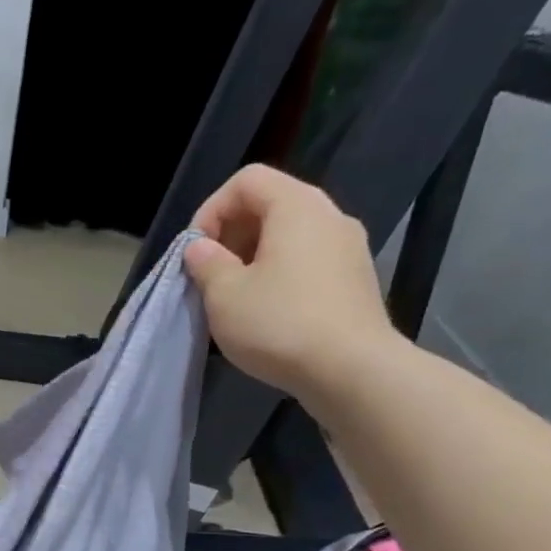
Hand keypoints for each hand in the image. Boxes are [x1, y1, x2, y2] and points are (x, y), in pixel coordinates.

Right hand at [182, 164, 397, 396]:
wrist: (352, 370)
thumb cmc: (279, 324)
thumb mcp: (224, 294)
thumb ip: (206, 263)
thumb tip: (201, 248)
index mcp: (297, 207)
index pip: (247, 180)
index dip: (211, 210)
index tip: (196, 252)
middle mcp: (329, 216)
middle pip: (271, 204)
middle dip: (231, 234)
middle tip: (210, 274)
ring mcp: (349, 247)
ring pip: (290, 235)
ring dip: (253, 257)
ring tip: (233, 296)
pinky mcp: (355, 279)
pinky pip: (307, 260)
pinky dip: (279, 273)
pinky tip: (265, 311)